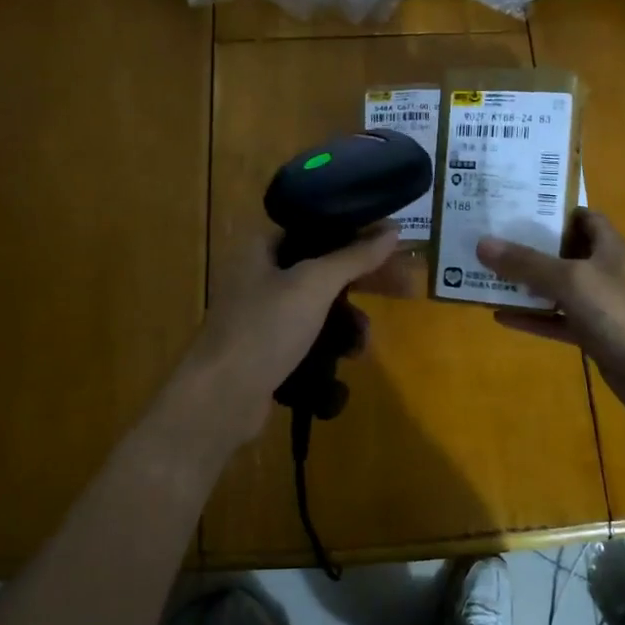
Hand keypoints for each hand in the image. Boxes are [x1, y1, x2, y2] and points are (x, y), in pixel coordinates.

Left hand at [159, 224, 402, 453]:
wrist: (221, 398)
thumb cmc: (265, 328)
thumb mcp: (314, 284)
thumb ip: (354, 256)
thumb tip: (393, 231)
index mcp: (262, 248)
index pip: (315, 226)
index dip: (355, 231)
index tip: (390, 242)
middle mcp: (260, 275)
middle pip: (322, 266)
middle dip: (362, 280)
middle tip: (403, 288)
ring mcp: (263, 314)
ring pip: (320, 304)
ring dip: (349, 319)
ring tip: (364, 340)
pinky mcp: (269, 348)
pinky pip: (309, 335)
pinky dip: (331, 342)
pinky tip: (348, 359)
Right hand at [475, 209, 624, 422]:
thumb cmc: (620, 313)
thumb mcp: (570, 280)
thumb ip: (527, 263)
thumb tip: (482, 243)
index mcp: (608, 248)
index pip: (584, 218)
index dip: (555, 210)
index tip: (519, 206)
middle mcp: (604, 272)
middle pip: (564, 252)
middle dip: (531, 246)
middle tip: (491, 239)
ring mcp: (599, 306)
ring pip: (556, 289)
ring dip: (526, 285)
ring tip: (488, 275)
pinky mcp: (592, 336)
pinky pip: (555, 322)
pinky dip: (532, 319)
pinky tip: (500, 317)